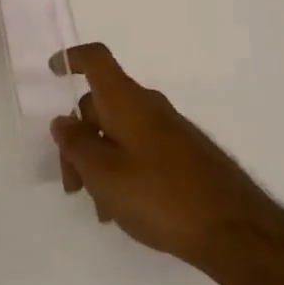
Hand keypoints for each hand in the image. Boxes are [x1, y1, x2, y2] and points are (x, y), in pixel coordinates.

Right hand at [50, 43, 275, 273]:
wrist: (230, 225)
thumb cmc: (159, 195)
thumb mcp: (105, 174)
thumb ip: (78, 145)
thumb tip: (63, 121)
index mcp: (127, 100)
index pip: (97, 59)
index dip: (72, 59)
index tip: (53, 72)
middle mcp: (148, 105)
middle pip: (101, 103)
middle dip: (78, 138)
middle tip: (72, 185)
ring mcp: (168, 128)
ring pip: (119, 131)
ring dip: (99, 161)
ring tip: (100, 208)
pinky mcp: (181, 152)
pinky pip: (139, 148)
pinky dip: (121, 170)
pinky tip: (123, 209)